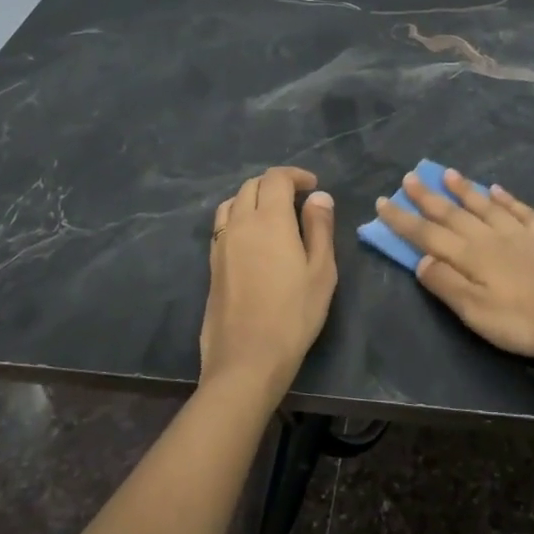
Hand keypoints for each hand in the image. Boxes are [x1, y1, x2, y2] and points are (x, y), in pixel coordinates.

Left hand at [200, 166, 336, 400]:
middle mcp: (240, 223)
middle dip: (275, 184)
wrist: (247, 358)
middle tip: (298, 199)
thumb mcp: (321, 271)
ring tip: (273, 215)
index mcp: (269, 220)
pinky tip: (254, 239)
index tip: (313, 186)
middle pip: (251, 186)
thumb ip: (319, 228)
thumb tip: (319, 197)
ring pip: (232, 203)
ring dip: (253, 198)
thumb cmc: (294, 314)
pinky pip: (223, 225)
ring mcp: (221, 244)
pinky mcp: (212, 264)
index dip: (295, 175)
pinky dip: (239, 217)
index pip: (276, 179)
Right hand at [375, 169, 533, 360]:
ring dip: (464, 190)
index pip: (428, 235)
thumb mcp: (476, 313)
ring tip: (448, 173)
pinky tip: (497, 189)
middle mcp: (491, 237)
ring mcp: (520, 233)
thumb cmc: (525, 322)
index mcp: (471, 257)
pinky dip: (505, 198)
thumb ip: (447, 284)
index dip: (404, 220)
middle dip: (428, 197)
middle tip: (410, 177)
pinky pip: (520, 210)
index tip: (383, 203)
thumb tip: (420, 260)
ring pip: (485, 205)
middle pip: (453, 214)